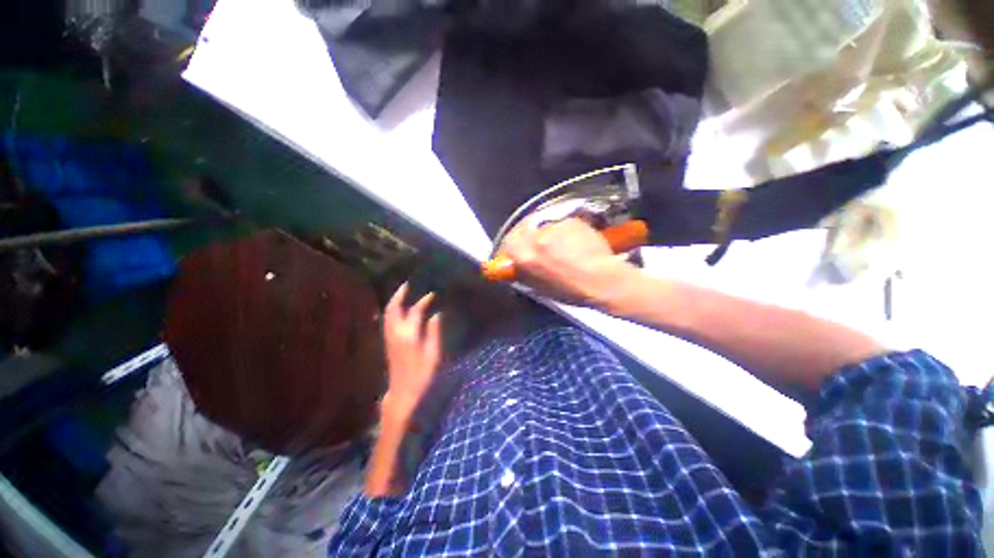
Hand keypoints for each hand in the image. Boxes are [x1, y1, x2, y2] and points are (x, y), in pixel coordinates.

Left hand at [382, 283, 442, 417]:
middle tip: (407, 284)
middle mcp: (395, 333)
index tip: (433, 294)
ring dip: (395, 301)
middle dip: (399, 295)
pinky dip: (392, 310)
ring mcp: (389, 338)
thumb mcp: (433, 355)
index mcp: (409, 335)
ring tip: (403, 293)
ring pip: (388, 314)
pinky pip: (388, 320)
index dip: (424, 301)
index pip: (415, 311)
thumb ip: (434, 333)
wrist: (402, 393)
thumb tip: (437, 314)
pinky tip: (400, 310)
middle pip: (393, 308)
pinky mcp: (388, 343)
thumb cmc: (422, 375)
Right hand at [499, 217, 638, 306]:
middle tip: (540, 240)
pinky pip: (563, 223)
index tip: (516, 245)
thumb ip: (525, 272)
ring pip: (546, 225)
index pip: (508, 242)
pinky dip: (567, 230)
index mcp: (524, 257)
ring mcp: (554, 228)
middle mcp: (535, 239)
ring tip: (564, 244)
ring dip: (550, 232)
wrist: (602, 281)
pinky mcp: (570, 221)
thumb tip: (518, 265)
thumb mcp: (540, 288)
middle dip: (529, 232)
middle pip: (525, 227)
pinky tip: (578, 241)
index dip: (512, 244)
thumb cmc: (571, 291)